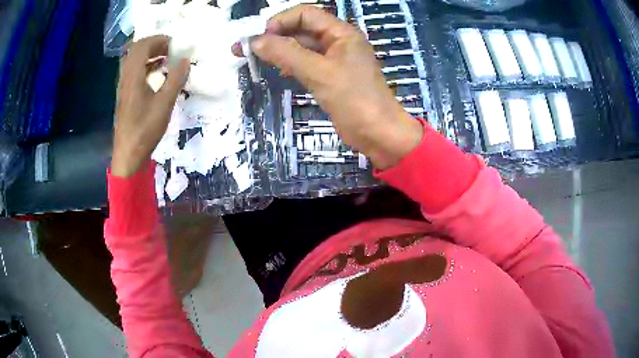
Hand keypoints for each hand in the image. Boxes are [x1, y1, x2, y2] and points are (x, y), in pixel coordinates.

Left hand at [112, 35, 189, 176]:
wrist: (128, 155)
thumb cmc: (145, 130)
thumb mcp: (164, 104)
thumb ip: (176, 79)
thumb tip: (186, 60)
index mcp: (133, 76)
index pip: (143, 45)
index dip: (159, 40)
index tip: (175, 44)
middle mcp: (125, 77)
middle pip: (136, 50)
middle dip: (154, 45)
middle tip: (171, 49)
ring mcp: (123, 87)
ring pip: (134, 60)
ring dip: (150, 55)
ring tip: (167, 59)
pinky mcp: (125, 95)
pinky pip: (133, 72)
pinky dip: (146, 66)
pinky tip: (158, 74)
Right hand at [235, 5, 422, 168]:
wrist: (378, 133)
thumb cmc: (354, 99)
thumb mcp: (318, 72)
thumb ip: (286, 53)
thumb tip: (254, 41)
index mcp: (341, 32)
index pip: (305, 14)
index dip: (280, 21)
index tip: (260, 38)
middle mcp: (338, 41)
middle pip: (301, 29)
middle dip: (274, 36)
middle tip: (245, 50)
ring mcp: (335, 59)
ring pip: (302, 47)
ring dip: (279, 51)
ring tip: (254, 60)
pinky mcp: (331, 76)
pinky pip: (307, 63)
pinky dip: (290, 64)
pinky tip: (277, 70)